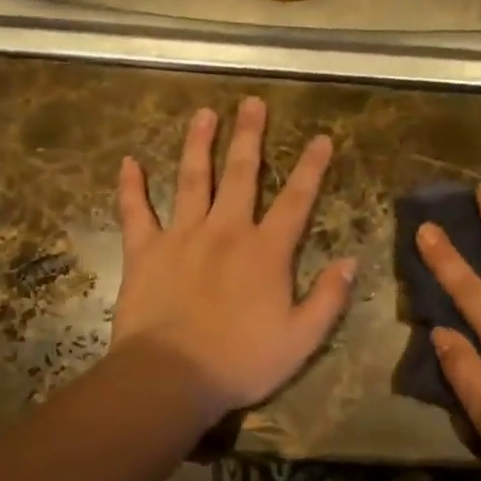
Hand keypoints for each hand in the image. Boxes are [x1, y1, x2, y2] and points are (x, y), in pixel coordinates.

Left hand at [112, 99, 356, 419]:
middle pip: (240, 174)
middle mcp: (225, 231)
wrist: (171, 377)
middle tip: (252, 103)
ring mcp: (181, 237)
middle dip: (249, 136)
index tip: (321, 138)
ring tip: (203, 113)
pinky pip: (135, 212)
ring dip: (198, 144)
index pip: (296, 200)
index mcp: (266, 251)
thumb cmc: (241, 361)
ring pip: (190, 179)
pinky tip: (129, 162)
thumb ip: (328, 298)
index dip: (312, 168)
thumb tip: (351, 262)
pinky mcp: (144, 251)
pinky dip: (131, 187)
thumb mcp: (300, 339)